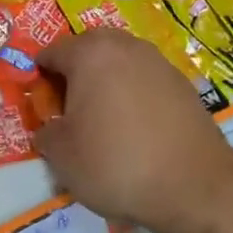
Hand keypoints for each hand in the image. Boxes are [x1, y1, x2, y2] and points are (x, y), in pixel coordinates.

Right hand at [35, 30, 232, 232]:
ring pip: (122, 60)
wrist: (193, 184)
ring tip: (102, 116)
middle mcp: (126, 47)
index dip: (40, 74)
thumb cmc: (115, 163)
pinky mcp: (184, 84)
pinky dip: (134, 93)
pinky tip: (134, 126)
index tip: (39, 100)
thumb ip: (47, 133)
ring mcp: (159, 63)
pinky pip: (146, 79)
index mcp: (91, 54)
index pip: (53, 51)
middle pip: (90, 47)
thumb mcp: (62, 156)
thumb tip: (50, 128)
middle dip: (76, 69)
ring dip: (107, 79)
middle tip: (69, 104)